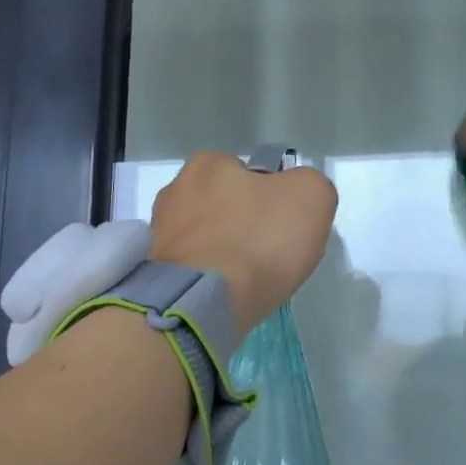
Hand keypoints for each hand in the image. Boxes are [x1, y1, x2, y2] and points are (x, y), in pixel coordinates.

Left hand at [149, 153, 338, 335]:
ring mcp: (160, 232)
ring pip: (205, 237)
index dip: (271, 198)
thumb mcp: (312, 196)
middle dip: (241, 224)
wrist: (206, 301)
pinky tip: (223, 293)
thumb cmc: (260, 240)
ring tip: (245, 279)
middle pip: (223, 205)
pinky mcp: (154, 271)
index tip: (282, 226)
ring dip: (222, 251)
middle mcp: (175, 189)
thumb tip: (297, 196)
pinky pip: (190, 267)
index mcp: (209, 163)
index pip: (248, 174)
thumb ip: (310, 185)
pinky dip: (206, 277)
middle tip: (266, 254)